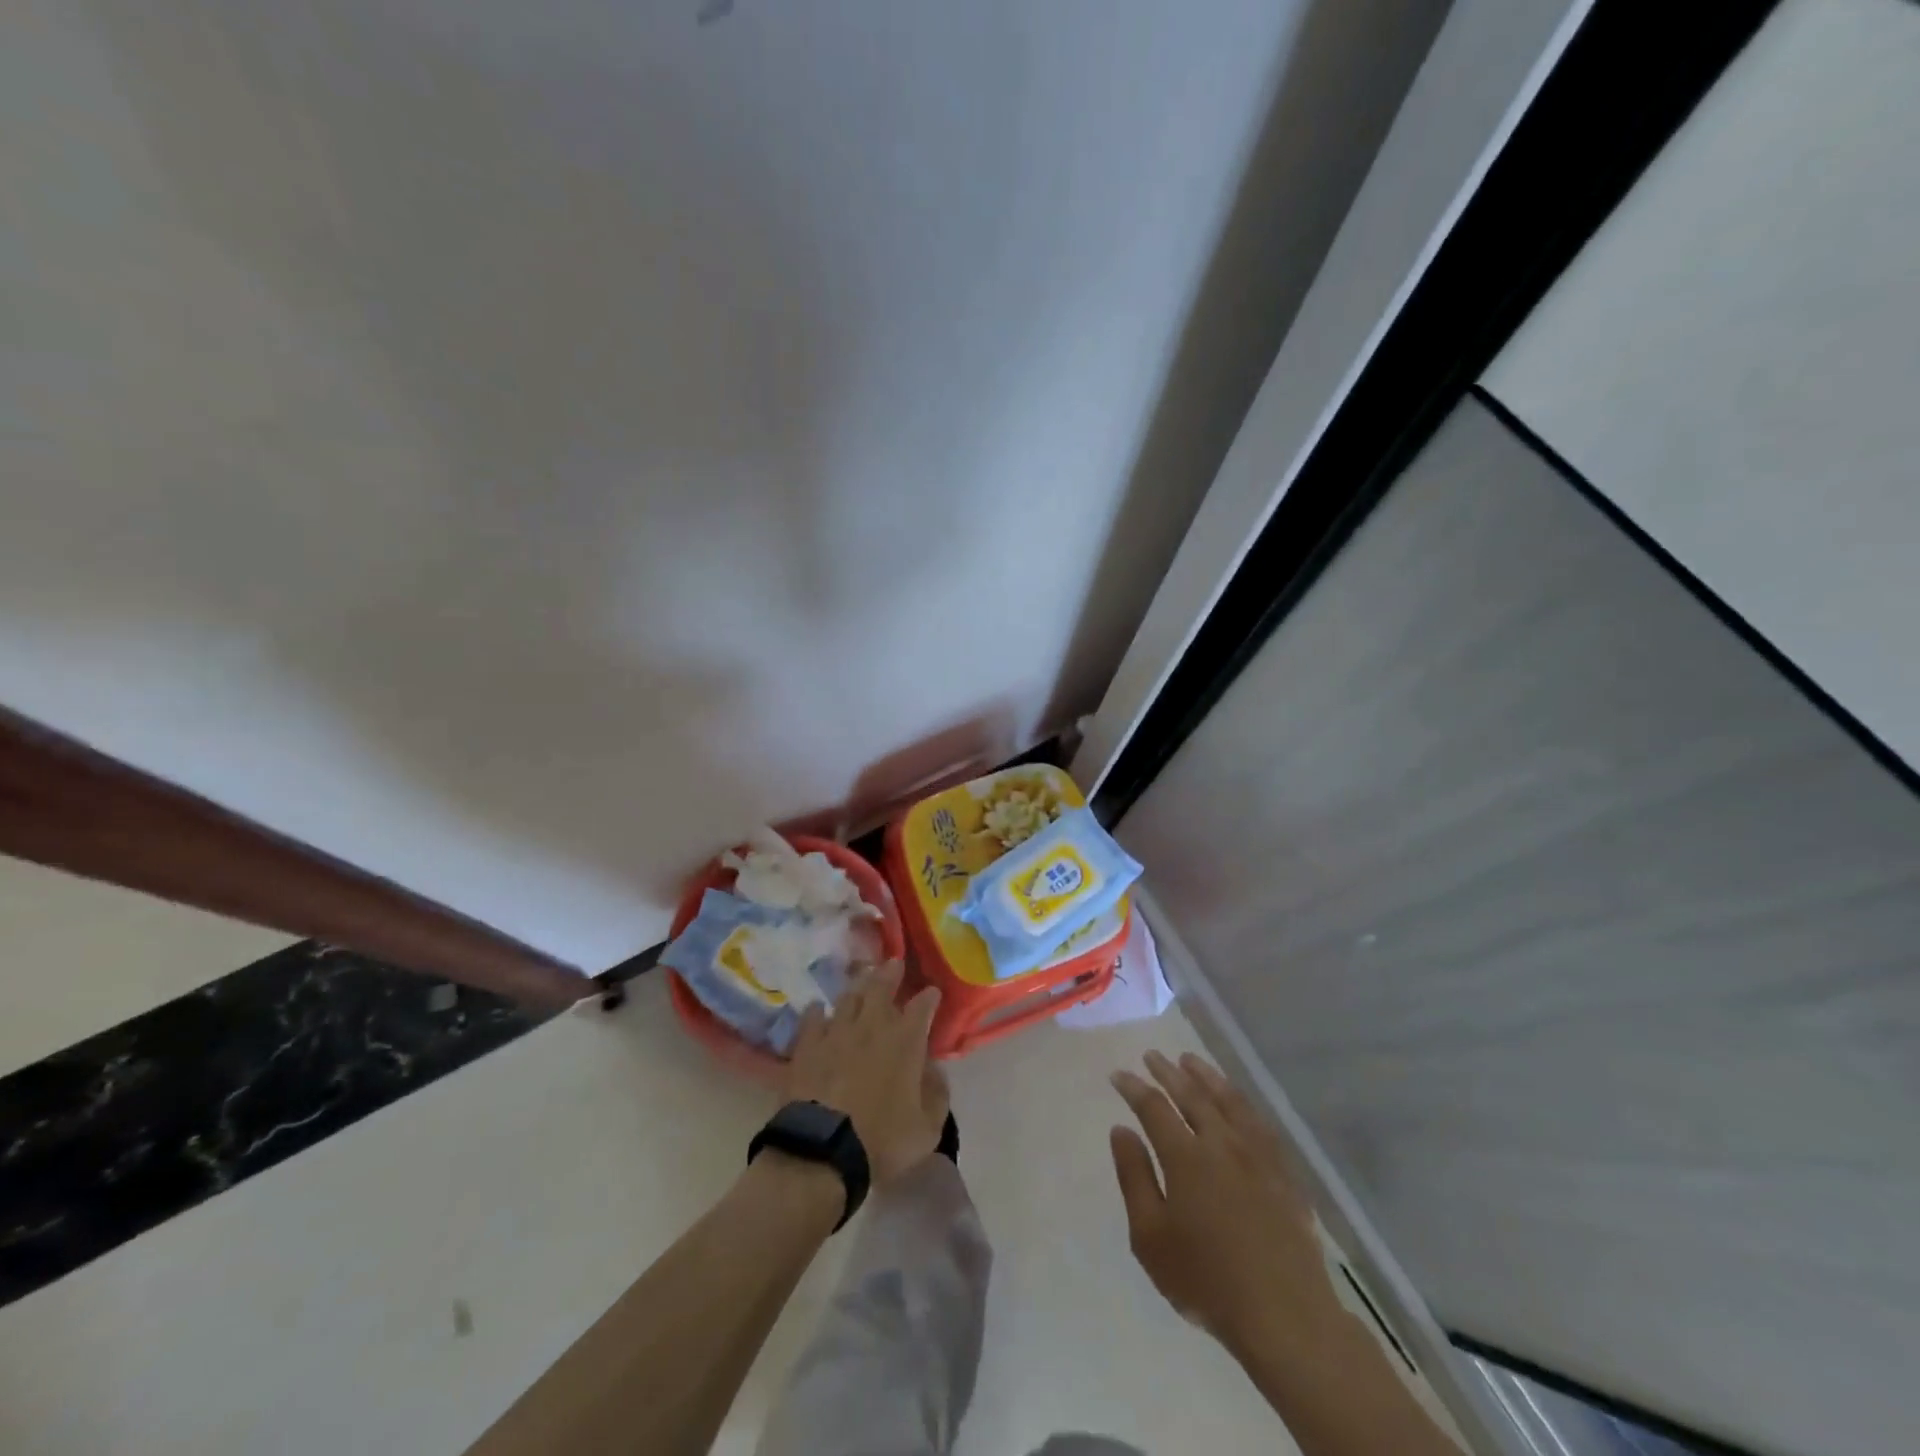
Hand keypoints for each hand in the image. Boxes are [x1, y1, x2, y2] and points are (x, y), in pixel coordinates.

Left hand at [784, 961, 947, 1184]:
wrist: (822, 1150)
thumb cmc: (881, 1141)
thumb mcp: (927, 1129)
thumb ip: (937, 1095)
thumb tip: (936, 1072)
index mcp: (905, 1042)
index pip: (922, 1008)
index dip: (929, 997)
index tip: (932, 992)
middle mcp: (872, 1027)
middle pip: (881, 988)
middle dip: (890, 974)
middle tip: (894, 963)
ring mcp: (836, 1033)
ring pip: (849, 998)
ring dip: (858, 986)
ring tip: (862, 978)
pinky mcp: (807, 1046)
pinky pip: (812, 1019)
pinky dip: (817, 1012)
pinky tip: (818, 1008)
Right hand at [1109, 1051, 1338, 1360]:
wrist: (1286, 1316)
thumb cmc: (1207, 1280)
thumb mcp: (1151, 1238)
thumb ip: (1134, 1178)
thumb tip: (1121, 1130)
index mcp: (1185, 1157)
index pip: (1153, 1107)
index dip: (1134, 1088)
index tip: (1118, 1075)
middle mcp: (1221, 1143)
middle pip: (1191, 1095)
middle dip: (1168, 1072)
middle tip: (1152, 1055)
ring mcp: (1258, 1155)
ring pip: (1228, 1100)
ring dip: (1206, 1076)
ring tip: (1190, 1061)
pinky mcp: (1284, 1172)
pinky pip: (1259, 1122)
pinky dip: (1241, 1101)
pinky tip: (1235, 1100)